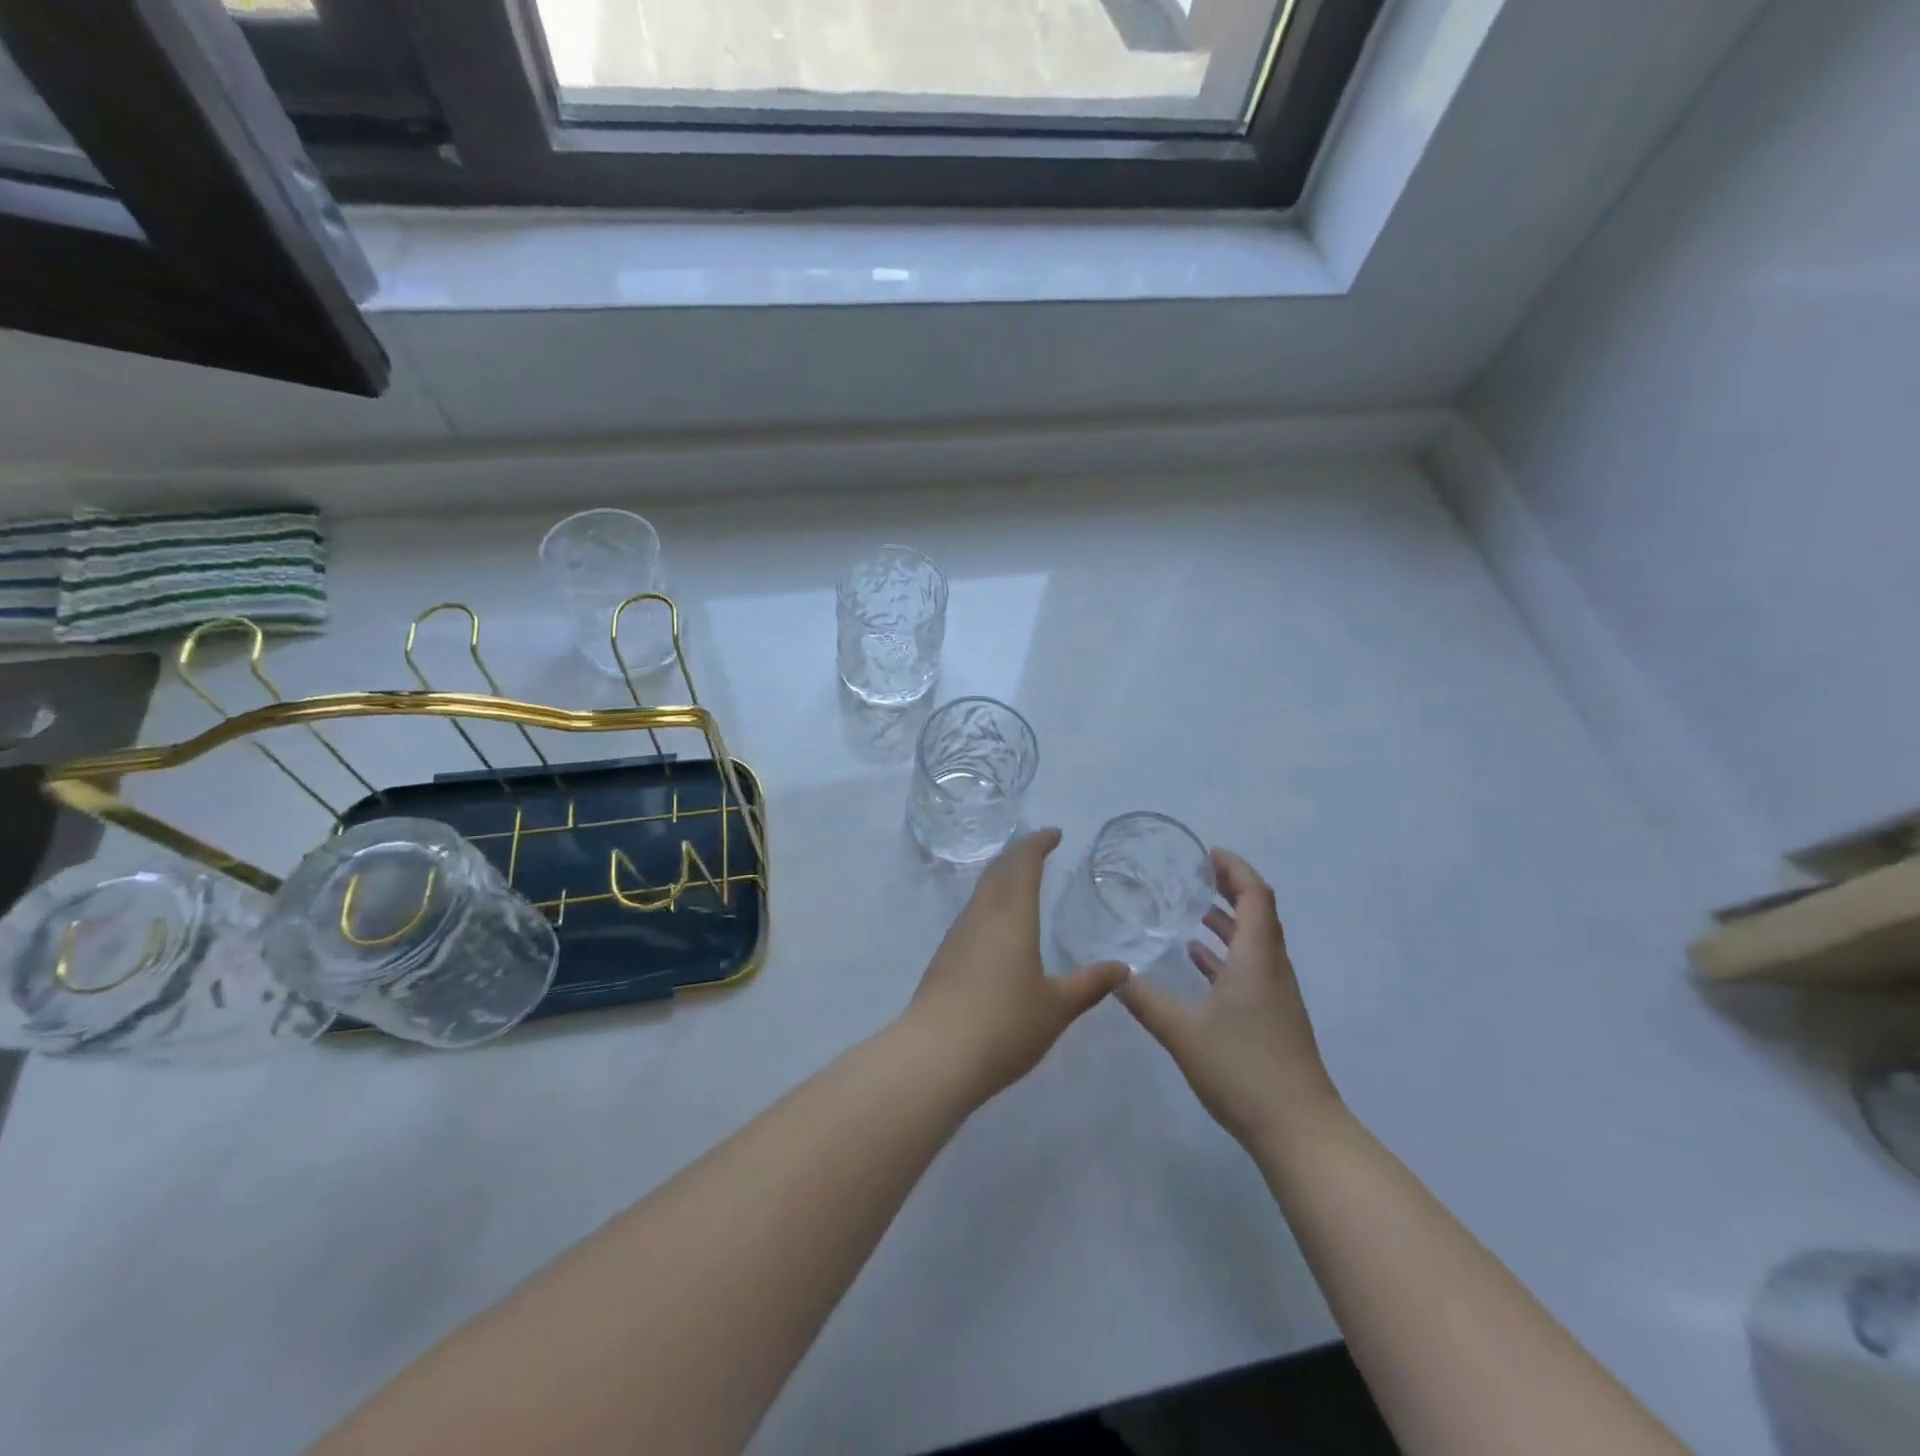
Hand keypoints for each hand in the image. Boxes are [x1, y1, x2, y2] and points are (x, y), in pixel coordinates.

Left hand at [903, 829, 1129, 1103]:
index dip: (1038, 843)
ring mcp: (958, 935)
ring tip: (1021, 882)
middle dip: (1019, 854)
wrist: (936, 1055)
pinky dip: (990, 903)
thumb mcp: (1057, 1007)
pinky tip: (998, 926)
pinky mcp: (944, 956)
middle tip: (1040, 850)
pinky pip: (972, 914)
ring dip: (1001, 878)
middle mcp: (982, 915)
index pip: (1024, 863)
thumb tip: (1122, 969)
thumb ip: (1090, 985)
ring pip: (982, 892)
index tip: (1054, 834)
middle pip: (998, 870)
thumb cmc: (1005, 1025)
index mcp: (1012, 916)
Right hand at [1118, 849, 1341, 1147]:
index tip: (1207, 855)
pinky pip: (1250, 968)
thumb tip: (1112, 973)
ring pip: (1254, 942)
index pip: (1255, 895)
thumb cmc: (1243, 1070)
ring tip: (1191, 909)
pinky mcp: (1273, 1016)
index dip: (1234, 869)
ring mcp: (1276, 994)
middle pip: (1258, 913)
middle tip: (1196, 874)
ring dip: (1228, 921)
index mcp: (1257, 958)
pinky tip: (1197, 959)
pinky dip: (1226, 954)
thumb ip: (1144, 1000)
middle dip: (1230, 888)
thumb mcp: (1182, 1032)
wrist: (1299, 1131)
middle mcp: (1272, 967)